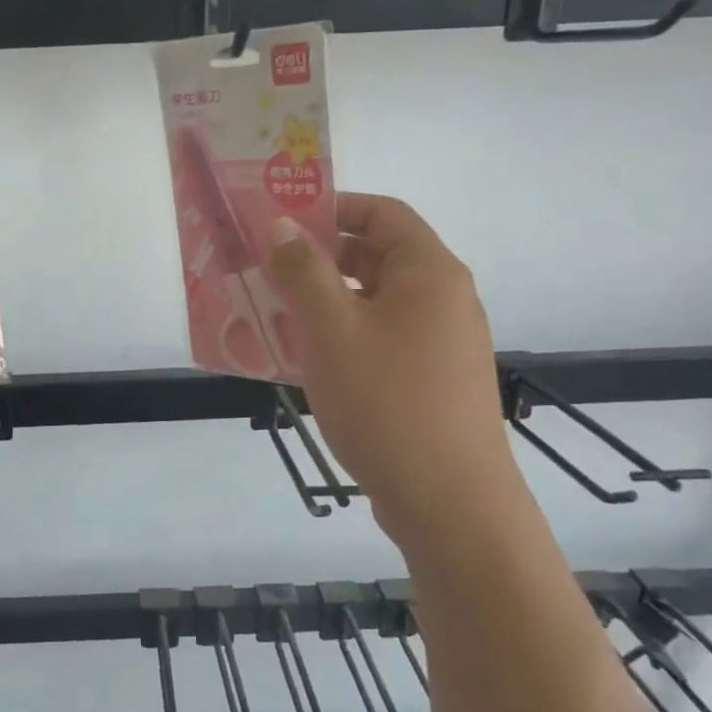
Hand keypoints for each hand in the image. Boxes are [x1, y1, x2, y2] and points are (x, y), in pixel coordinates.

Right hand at [267, 194, 523, 542]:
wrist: (449, 503)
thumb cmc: (387, 402)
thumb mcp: (332, 330)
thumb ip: (304, 272)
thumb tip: (282, 224)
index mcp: (429, 273)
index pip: (382, 213)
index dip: (333, 207)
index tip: (282, 219)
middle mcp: (441, 300)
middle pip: (375, 258)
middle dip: (318, 259)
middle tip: (263, 267)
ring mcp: (438, 345)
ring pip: (371, 304)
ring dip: (322, 302)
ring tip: (268, 313)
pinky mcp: (427, 383)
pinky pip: (377, 341)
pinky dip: (338, 339)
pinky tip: (297, 359)